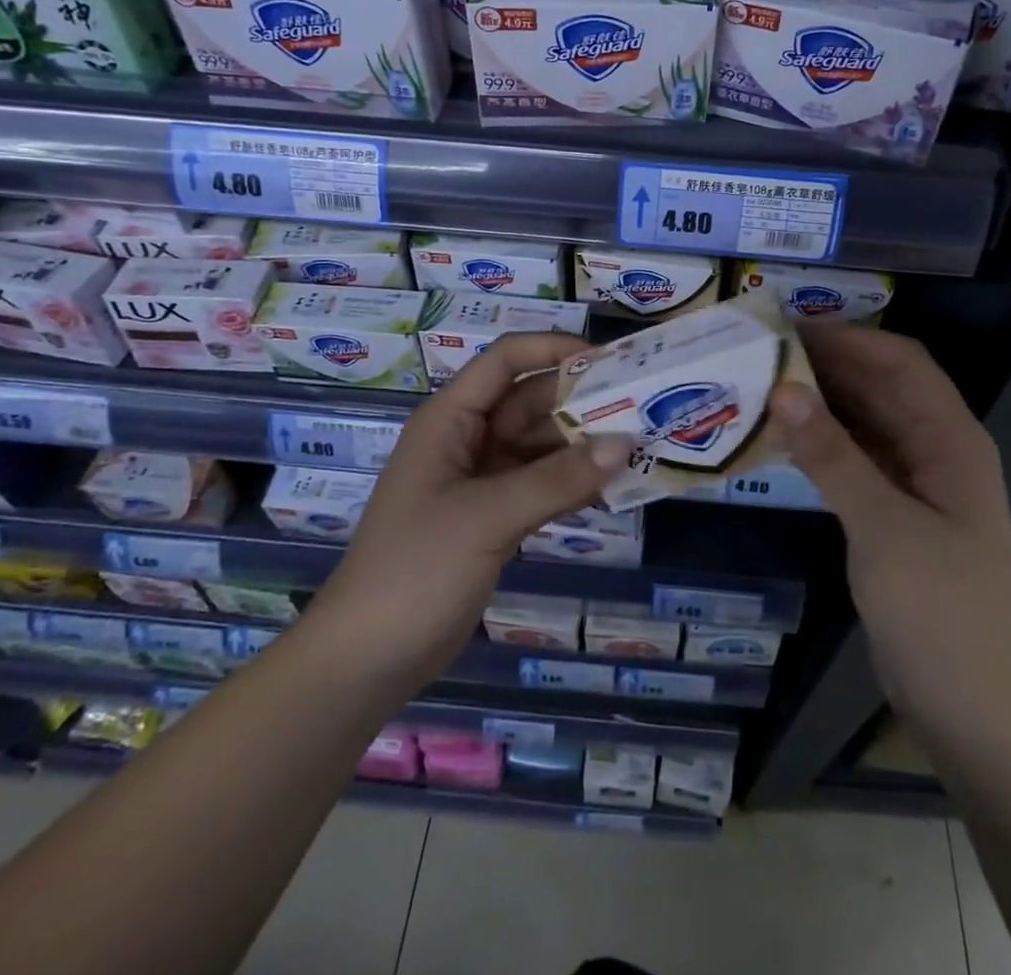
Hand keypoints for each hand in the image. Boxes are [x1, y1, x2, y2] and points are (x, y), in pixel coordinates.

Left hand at [307, 333, 632, 702]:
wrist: (367, 659)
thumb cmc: (415, 570)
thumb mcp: (488, 517)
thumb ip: (558, 479)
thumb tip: (626, 444)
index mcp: (450, 419)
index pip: (506, 360)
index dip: (553, 349)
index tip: (609, 360)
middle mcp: (467, 439)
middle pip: (530, 401)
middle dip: (581, 401)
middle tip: (643, 407)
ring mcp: (480, 480)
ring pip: (540, 444)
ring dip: (583, 444)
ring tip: (640, 445)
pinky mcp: (493, 516)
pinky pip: (540, 483)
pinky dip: (572, 481)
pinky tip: (613, 485)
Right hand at [769, 325, 1010, 736]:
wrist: (972, 711)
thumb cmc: (939, 613)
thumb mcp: (882, 528)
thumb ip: (832, 456)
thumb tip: (783, 390)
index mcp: (952, 441)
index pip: (901, 364)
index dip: (849, 339)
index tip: (788, 328)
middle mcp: (937, 451)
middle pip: (881, 388)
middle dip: (827, 366)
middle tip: (761, 354)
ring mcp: (916, 484)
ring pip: (865, 423)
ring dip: (821, 403)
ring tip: (761, 386)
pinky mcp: (894, 514)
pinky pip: (855, 459)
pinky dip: (822, 443)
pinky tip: (781, 438)